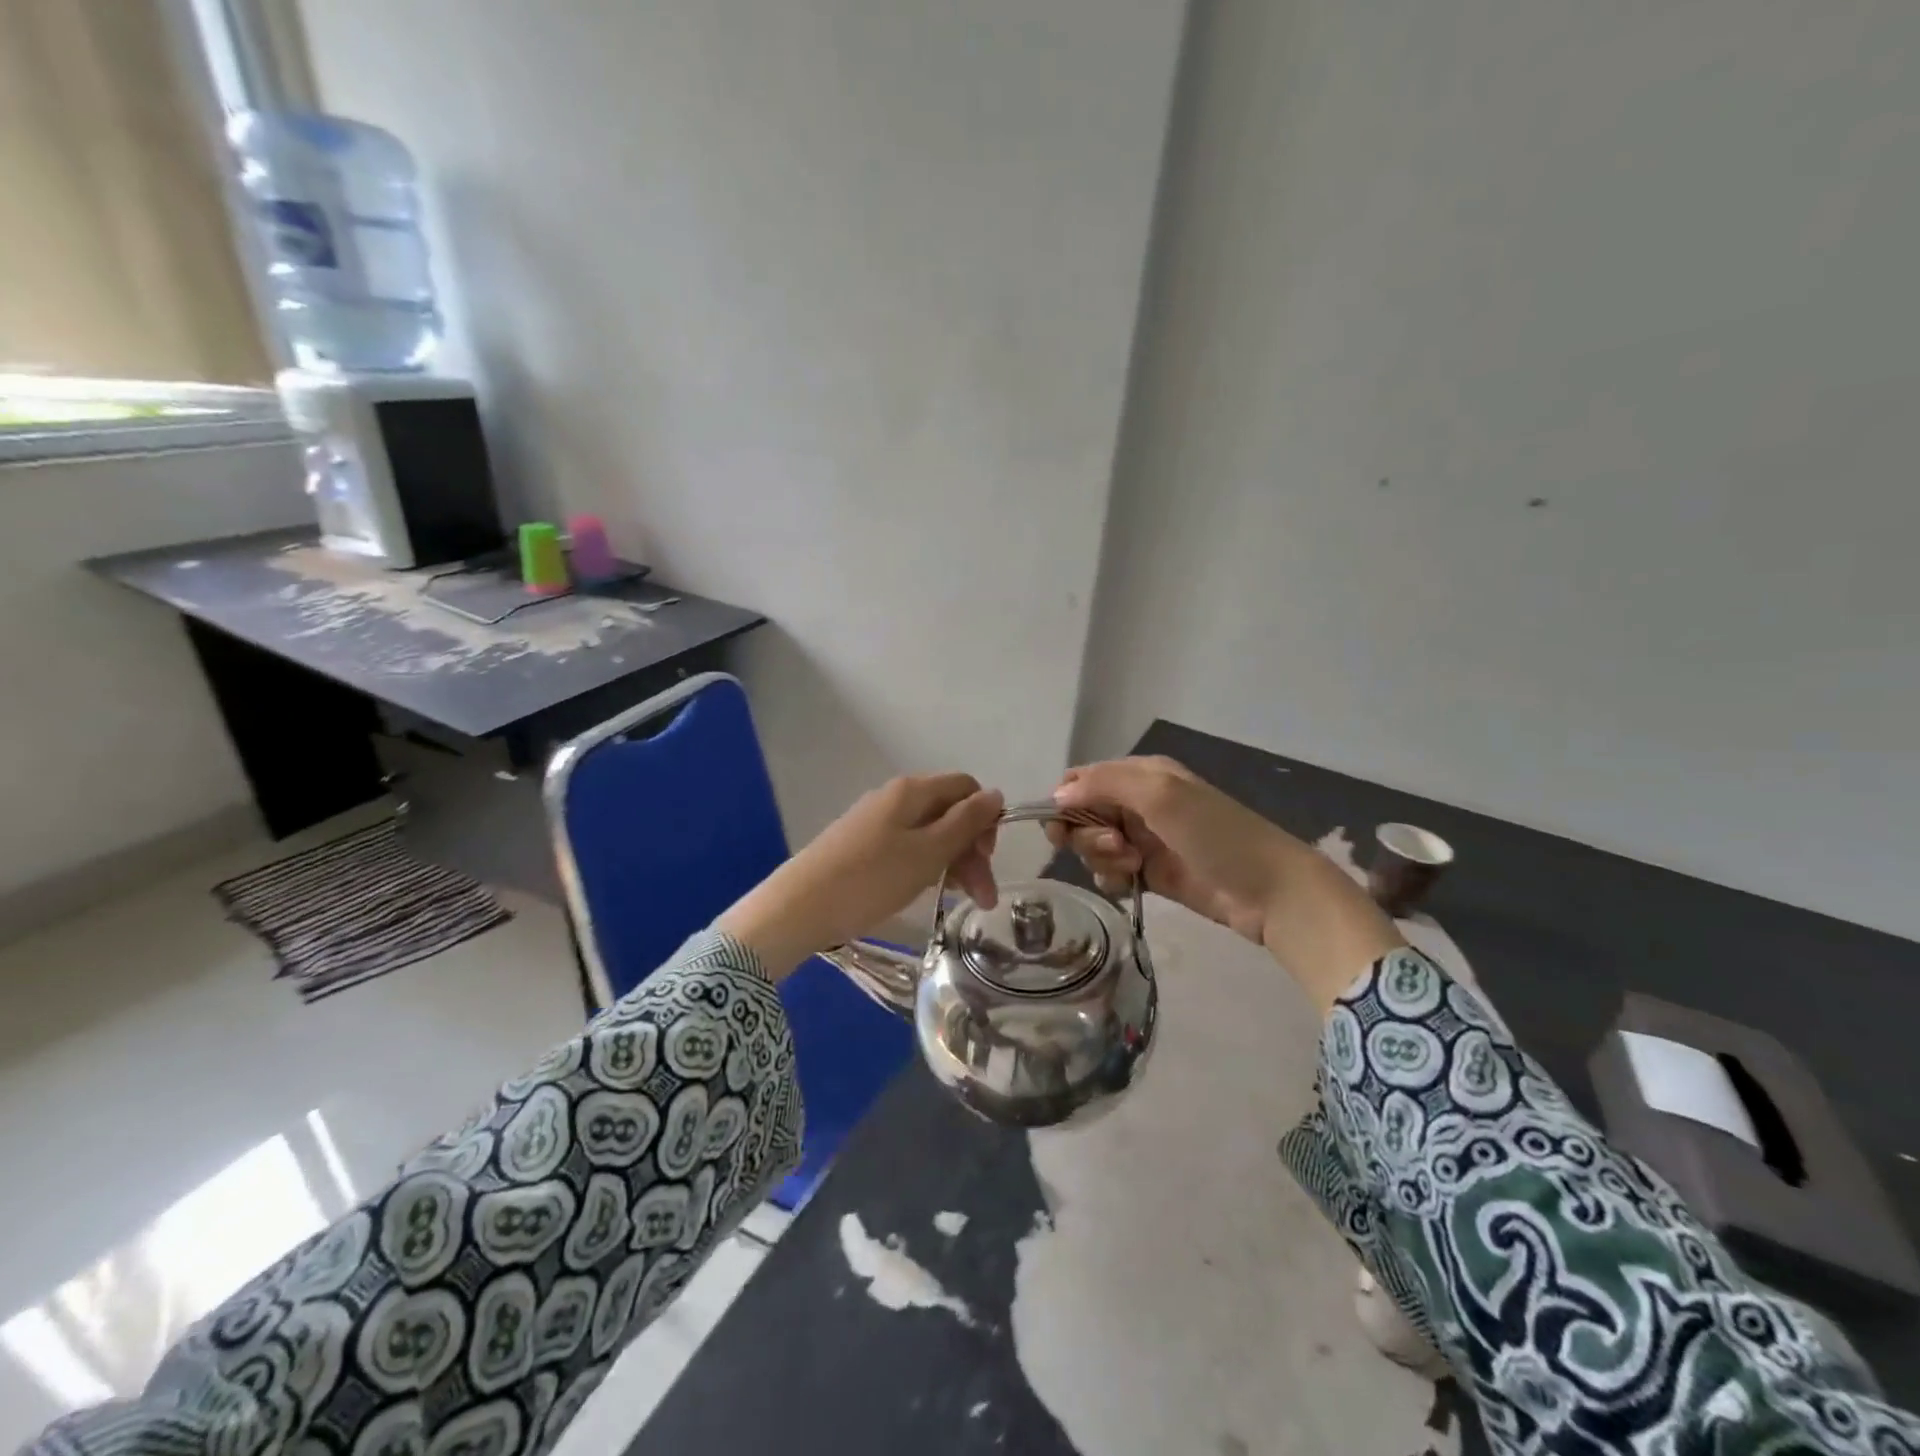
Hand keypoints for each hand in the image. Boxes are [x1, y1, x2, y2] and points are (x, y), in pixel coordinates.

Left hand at [718, 774, 1002, 977]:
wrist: (799, 907)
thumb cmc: (871, 878)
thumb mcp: (928, 852)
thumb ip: (966, 822)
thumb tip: (995, 794)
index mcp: (913, 791)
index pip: (966, 788)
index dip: (985, 818)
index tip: (987, 857)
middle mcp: (894, 798)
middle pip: (949, 813)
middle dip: (972, 851)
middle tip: (984, 898)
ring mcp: (876, 822)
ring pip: (930, 834)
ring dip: (953, 864)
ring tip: (963, 902)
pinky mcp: (862, 846)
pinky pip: (907, 848)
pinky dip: (926, 868)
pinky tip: (930, 892)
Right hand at [1049, 757, 1401, 1012]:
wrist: (1268, 889)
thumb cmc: (1215, 833)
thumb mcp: (1160, 795)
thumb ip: (1103, 786)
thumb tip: (1055, 796)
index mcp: (1140, 774)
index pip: (1080, 780)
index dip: (1064, 803)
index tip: (1062, 828)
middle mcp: (1136, 802)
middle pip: (1081, 815)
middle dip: (1086, 834)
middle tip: (1117, 847)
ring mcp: (1142, 839)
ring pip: (1093, 846)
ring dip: (1101, 858)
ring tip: (1134, 867)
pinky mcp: (1148, 873)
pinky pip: (1109, 872)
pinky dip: (1111, 878)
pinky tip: (1130, 884)